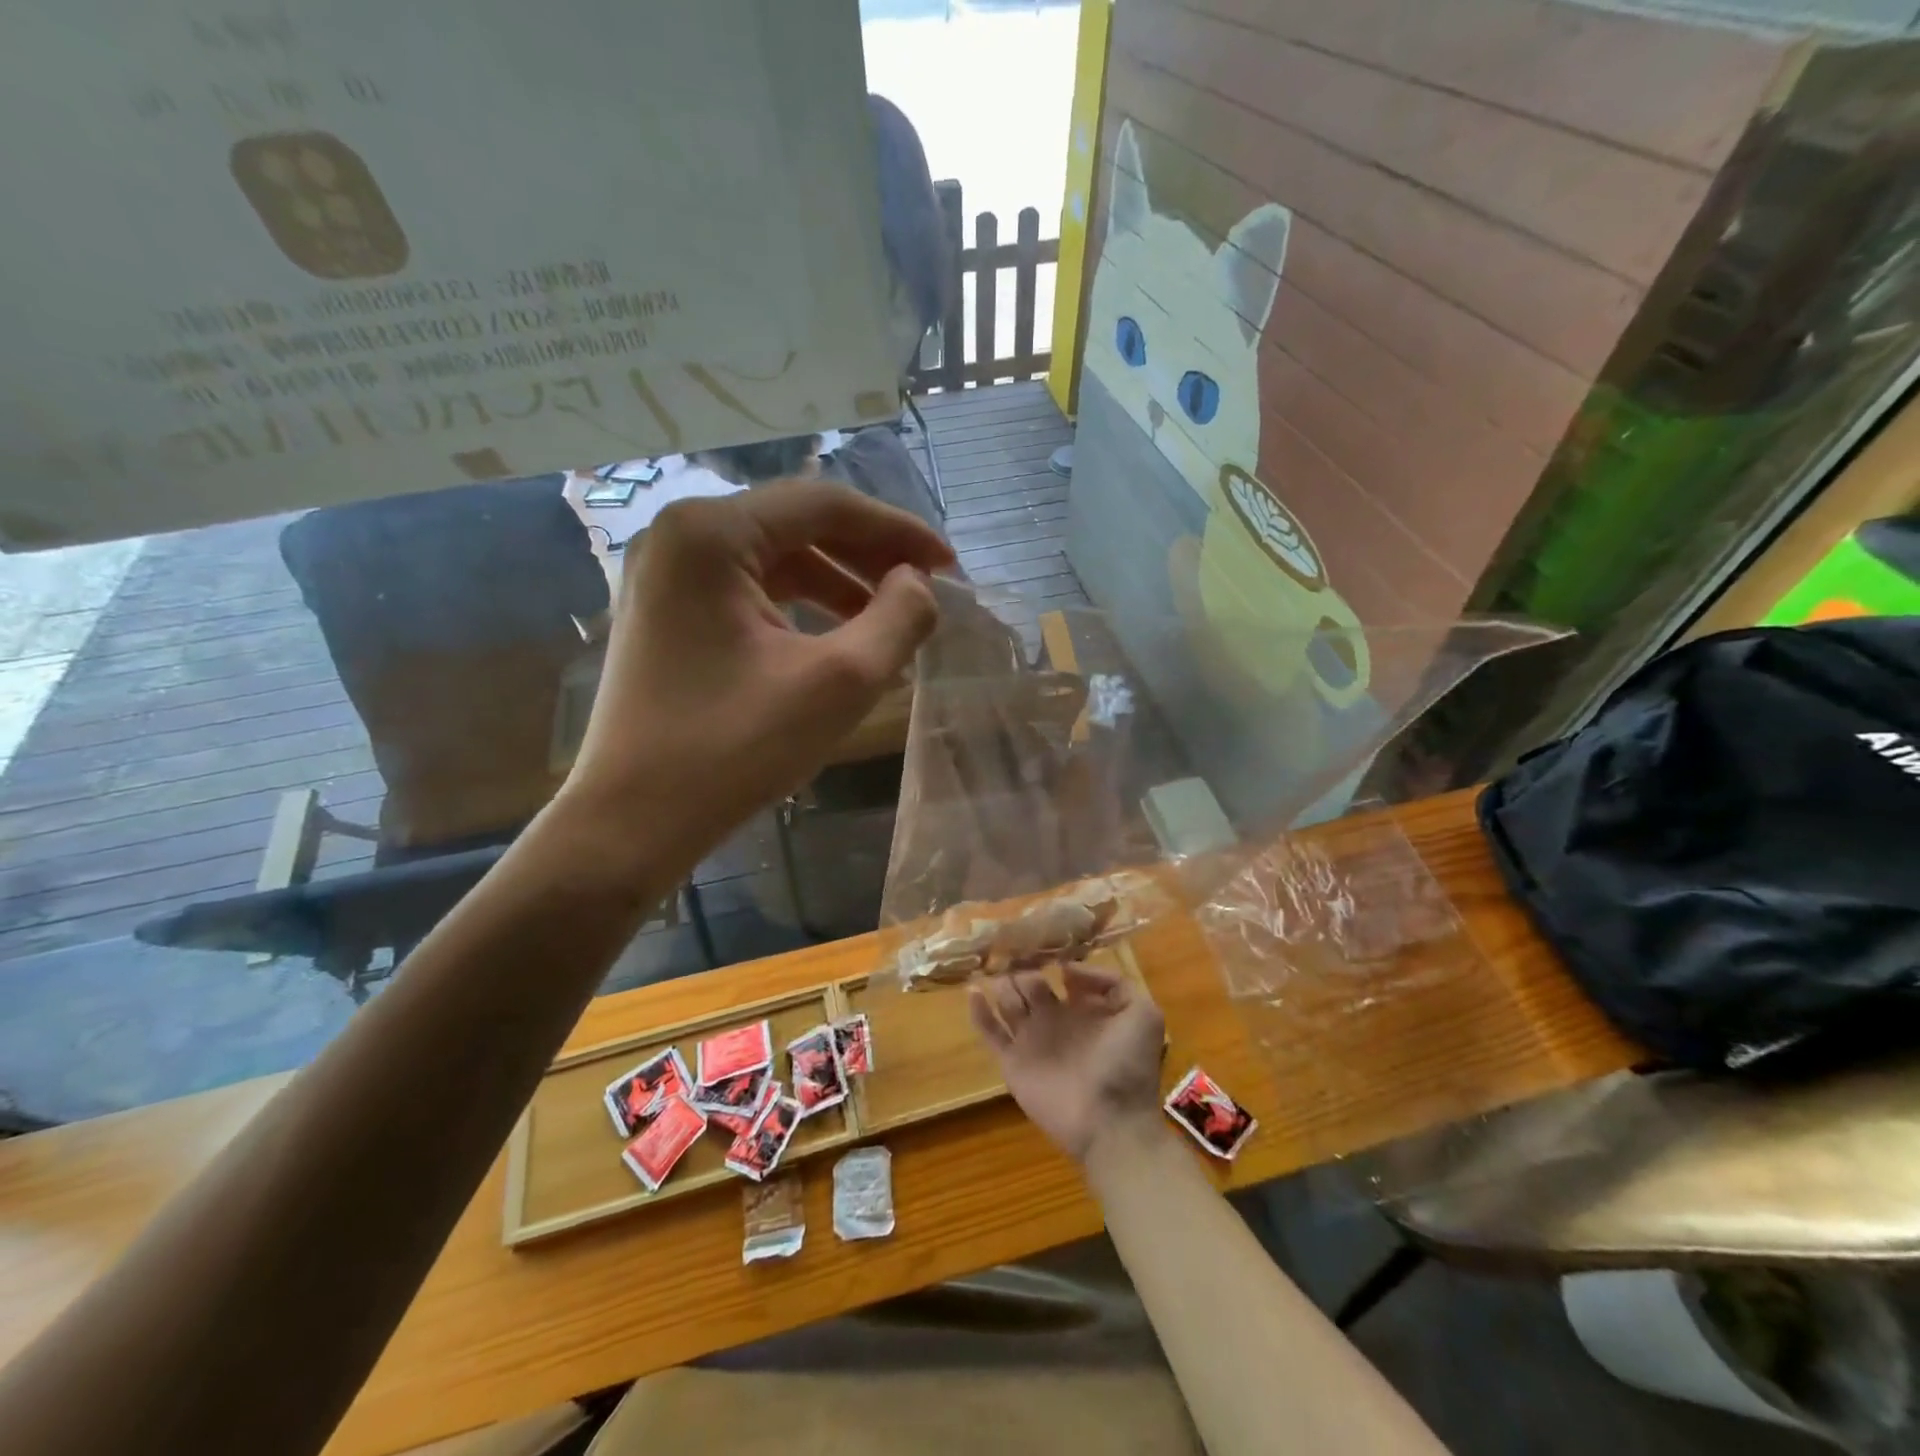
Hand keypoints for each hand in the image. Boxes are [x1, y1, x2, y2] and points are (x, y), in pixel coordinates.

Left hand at [564, 481, 952, 862]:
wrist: (633, 822)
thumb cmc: (735, 750)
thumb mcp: (840, 682)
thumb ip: (898, 619)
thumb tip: (919, 582)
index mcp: (710, 533)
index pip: (823, 504)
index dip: (896, 529)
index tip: (948, 564)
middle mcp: (678, 536)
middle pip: (795, 523)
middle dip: (867, 554)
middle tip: (924, 587)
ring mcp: (665, 575)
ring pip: (773, 556)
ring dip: (837, 580)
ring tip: (888, 617)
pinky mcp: (665, 612)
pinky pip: (748, 588)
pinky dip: (799, 604)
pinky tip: (835, 636)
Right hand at [969, 965, 1166, 1163]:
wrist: (1110, 1122)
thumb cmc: (1128, 1066)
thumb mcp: (1143, 1014)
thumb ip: (1112, 983)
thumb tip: (1068, 969)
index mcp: (1084, 1009)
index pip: (1063, 977)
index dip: (1053, 960)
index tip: (1041, 943)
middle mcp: (1055, 1020)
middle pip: (1029, 985)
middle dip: (1021, 968)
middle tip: (1009, 951)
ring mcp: (1031, 1040)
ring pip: (1008, 1002)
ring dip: (1001, 984)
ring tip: (994, 967)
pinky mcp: (1012, 1061)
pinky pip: (990, 1032)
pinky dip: (979, 1011)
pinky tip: (972, 991)